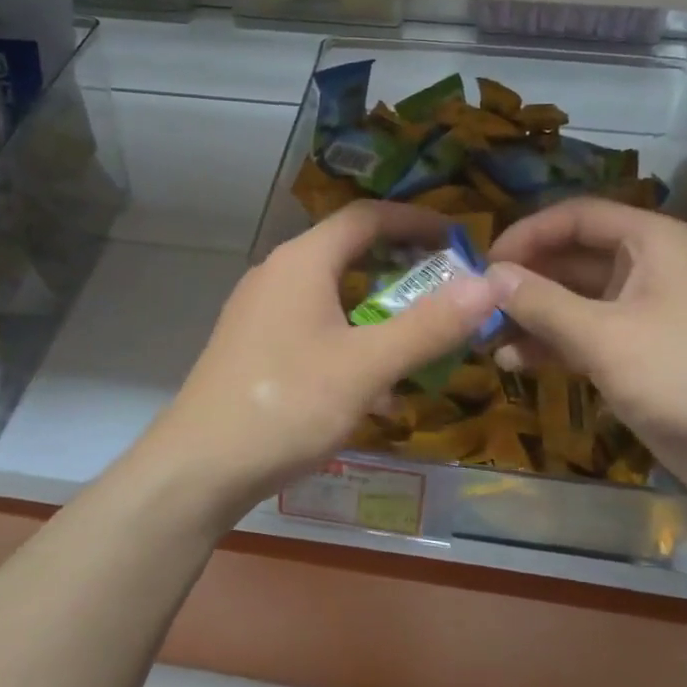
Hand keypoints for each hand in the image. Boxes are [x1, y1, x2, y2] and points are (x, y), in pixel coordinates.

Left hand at [134, 201, 501, 525]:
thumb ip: (429, 326)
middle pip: (349, 252)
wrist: (197, 469)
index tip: (459, 239)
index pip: (367, 217)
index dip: (416, 221)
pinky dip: (351, 341)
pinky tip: (374, 389)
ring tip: (419, 340)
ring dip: (379, 311)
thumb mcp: (367, 366)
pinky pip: (314, 327)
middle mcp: (277, 274)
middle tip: (447, 291)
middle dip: (402, 269)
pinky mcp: (254, 346)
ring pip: (333, 295)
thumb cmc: (286, 405)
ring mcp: (260, 311)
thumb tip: (489, 285)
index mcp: (302, 261)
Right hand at [486, 198, 686, 493]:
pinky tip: (514, 361)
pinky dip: (552, 343)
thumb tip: (489, 275)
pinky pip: (585, 332)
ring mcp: (642, 310)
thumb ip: (541, 302)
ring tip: (486, 337)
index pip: (576, 217)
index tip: (485, 263)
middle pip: (571, 257)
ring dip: (532, 315)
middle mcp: (647, 265)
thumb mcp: (603, 336)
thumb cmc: (682, 377)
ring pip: (573, 299)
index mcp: (651, 241)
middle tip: (478, 304)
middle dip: (525, 280)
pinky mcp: (638, 350)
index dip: (528, 234)